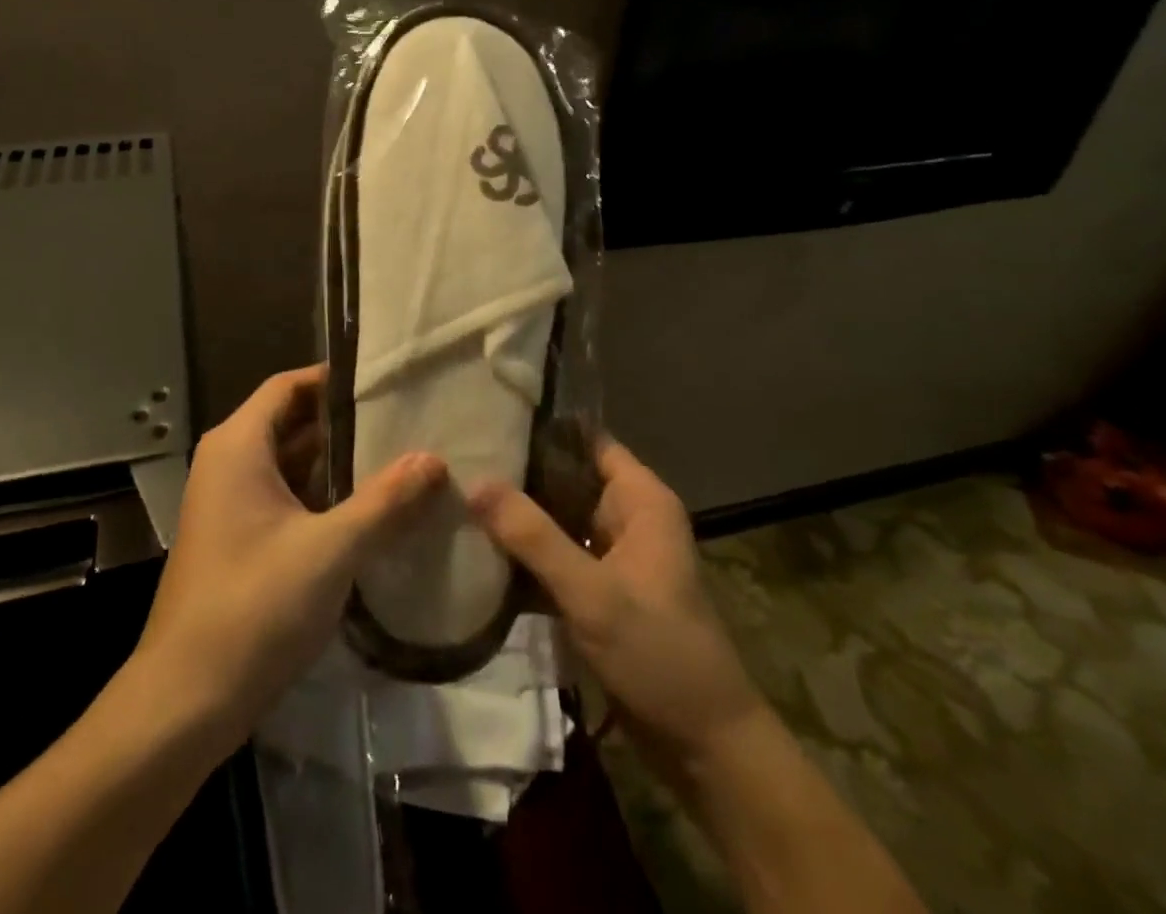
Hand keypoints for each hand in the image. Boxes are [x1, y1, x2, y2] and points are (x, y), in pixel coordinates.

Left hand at [133, 365, 446, 744]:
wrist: (185, 701)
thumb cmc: (253, 608)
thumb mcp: (330, 549)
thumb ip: (385, 501)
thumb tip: (434, 459)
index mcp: (238, 446)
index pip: (290, 386)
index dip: (335, 378)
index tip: (388, 380)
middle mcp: (229, 463)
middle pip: (293, 422)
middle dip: (347, 422)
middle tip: (407, 419)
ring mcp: (231, 503)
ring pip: (292, 463)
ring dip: (339, 462)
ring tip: (400, 458)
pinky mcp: (239, 538)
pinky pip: (286, 497)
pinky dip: (323, 495)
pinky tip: (370, 509)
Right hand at [469, 438, 761, 784]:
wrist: (705, 747)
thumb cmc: (658, 653)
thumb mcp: (591, 593)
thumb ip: (533, 536)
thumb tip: (475, 481)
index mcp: (641, 499)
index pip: (586, 439)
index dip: (543, 427)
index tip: (490, 417)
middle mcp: (628, 516)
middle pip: (567, 476)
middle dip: (520, 471)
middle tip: (461, 458)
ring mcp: (614, 555)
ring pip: (559, 516)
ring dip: (520, 514)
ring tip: (461, 494)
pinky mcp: (601, 590)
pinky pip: (559, 554)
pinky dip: (528, 552)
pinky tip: (481, 546)